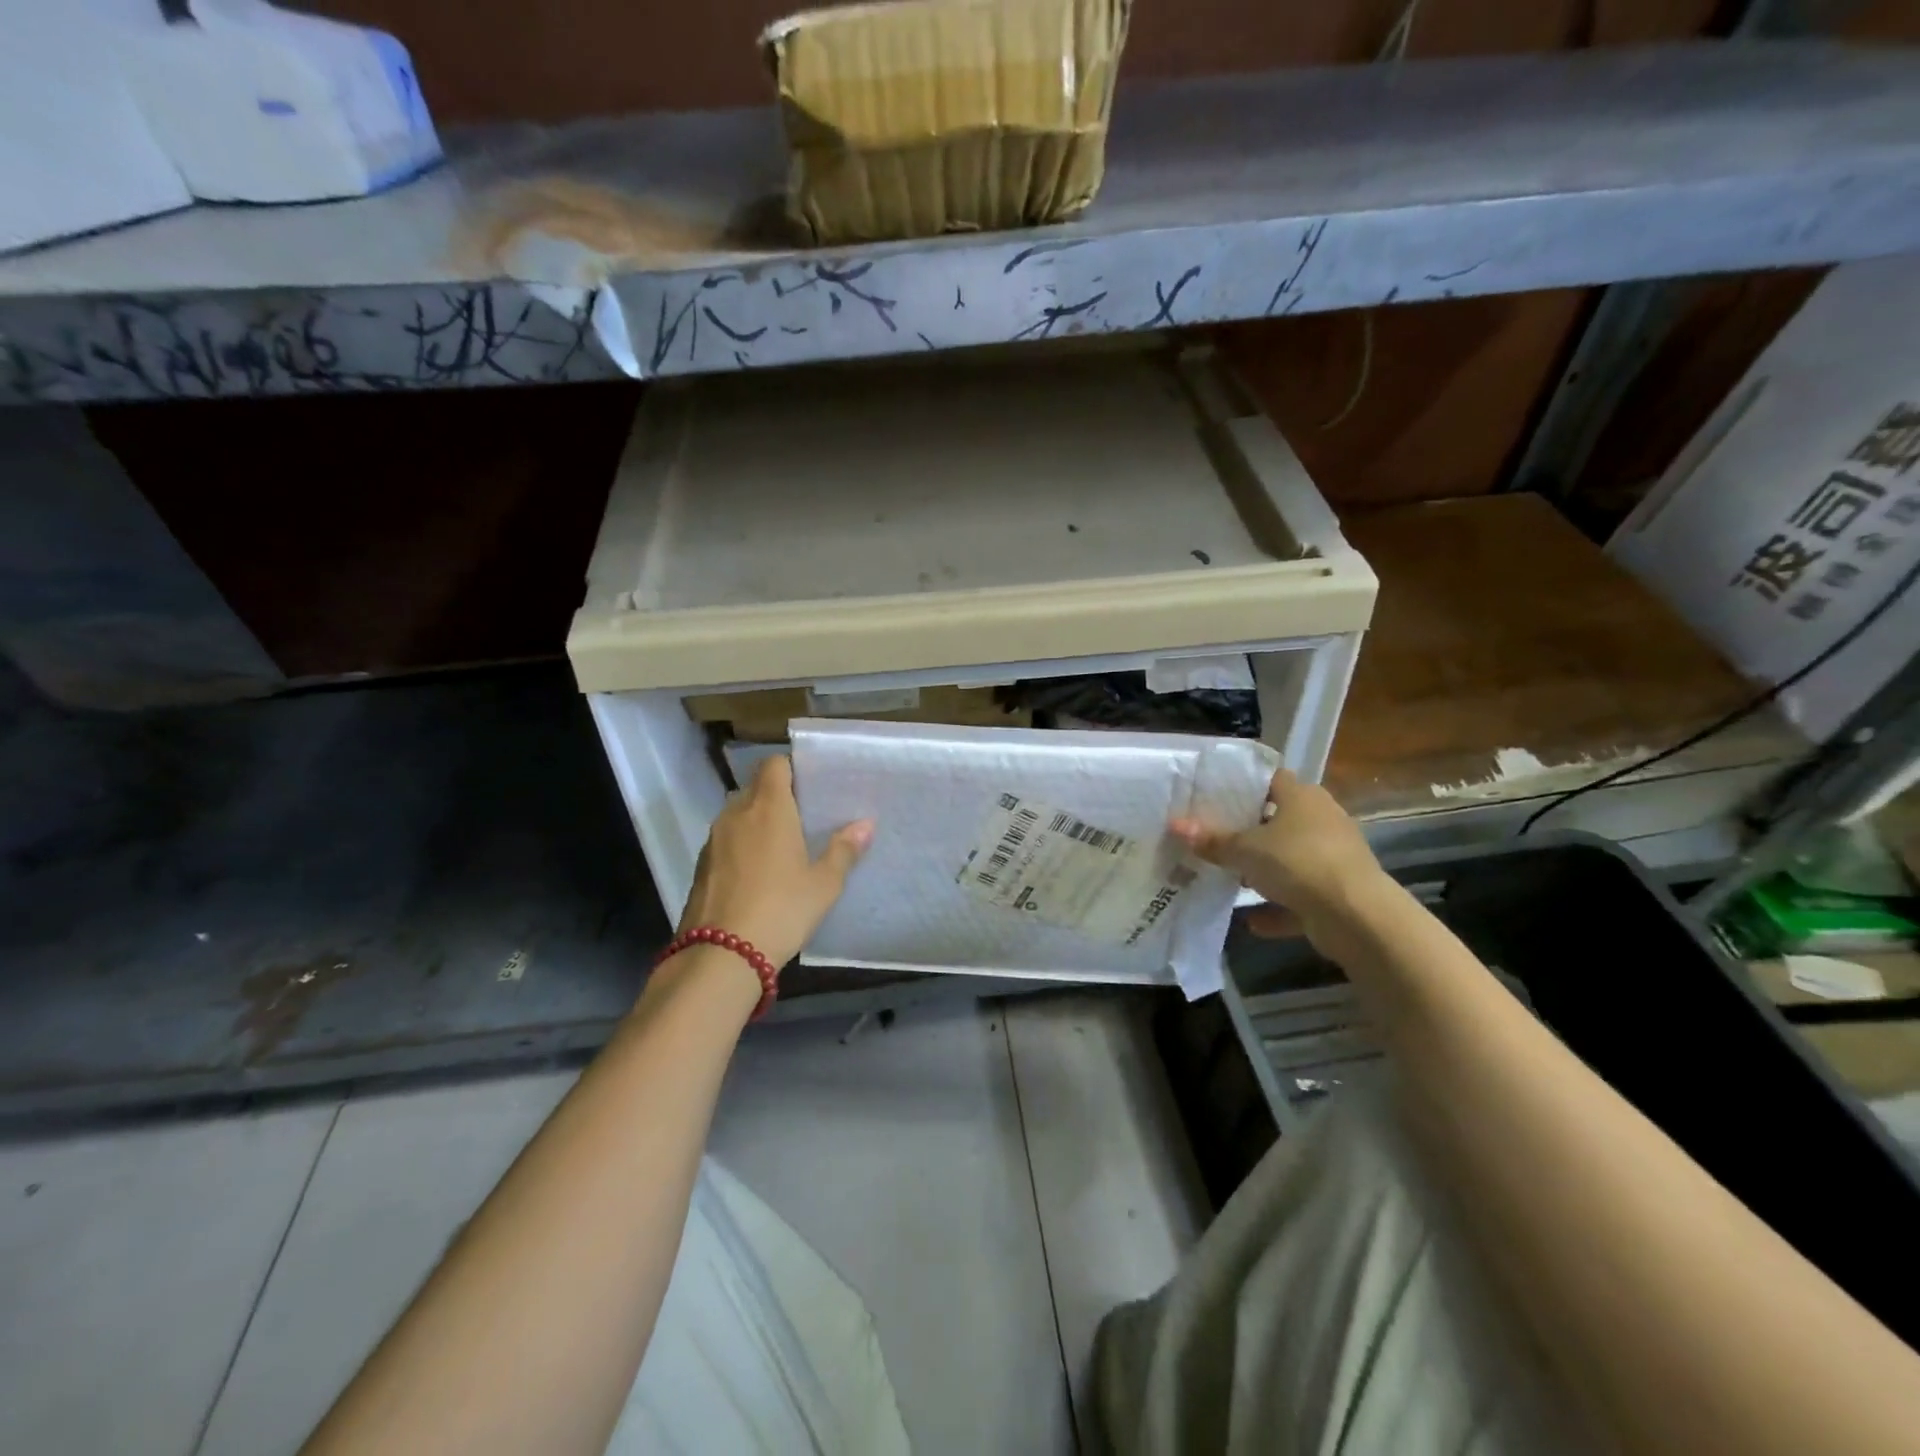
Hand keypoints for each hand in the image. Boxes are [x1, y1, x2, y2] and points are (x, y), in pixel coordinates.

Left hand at [677, 755, 873, 969]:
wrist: (720, 955)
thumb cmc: (781, 909)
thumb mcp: (823, 884)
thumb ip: (844, 850)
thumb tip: (866, 824)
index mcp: (769, 808)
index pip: (774, 764)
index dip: (791, 768)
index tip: (811, 785)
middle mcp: (736, 814)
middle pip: (756, 787)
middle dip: (777, 796)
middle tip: (804, 817)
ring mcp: (714, 840)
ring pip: (738, 814)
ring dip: (757, 821)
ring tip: (783, 845)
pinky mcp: (701, 865)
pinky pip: (726, 840)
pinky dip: (742, 845)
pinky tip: (759, 872)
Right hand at [1169, 768, 1383, 942]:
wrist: (1356, 916)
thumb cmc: (1298, 863)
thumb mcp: (1245, 850)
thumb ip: (1211, 840)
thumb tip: (1175, 825)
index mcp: (1302, 797)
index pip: (1270, 779)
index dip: (1242, 785)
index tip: (1212, 795)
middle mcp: (1321, 820)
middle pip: (1278, 819)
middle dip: (1248, 831)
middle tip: (1211, 836)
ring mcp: (1332, 857)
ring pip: (1289, 859)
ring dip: (1263, 871)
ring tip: (1228, 877)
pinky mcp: (1337, 892)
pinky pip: (1299, 897)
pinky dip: (1277, 908)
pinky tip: (1251, 922)